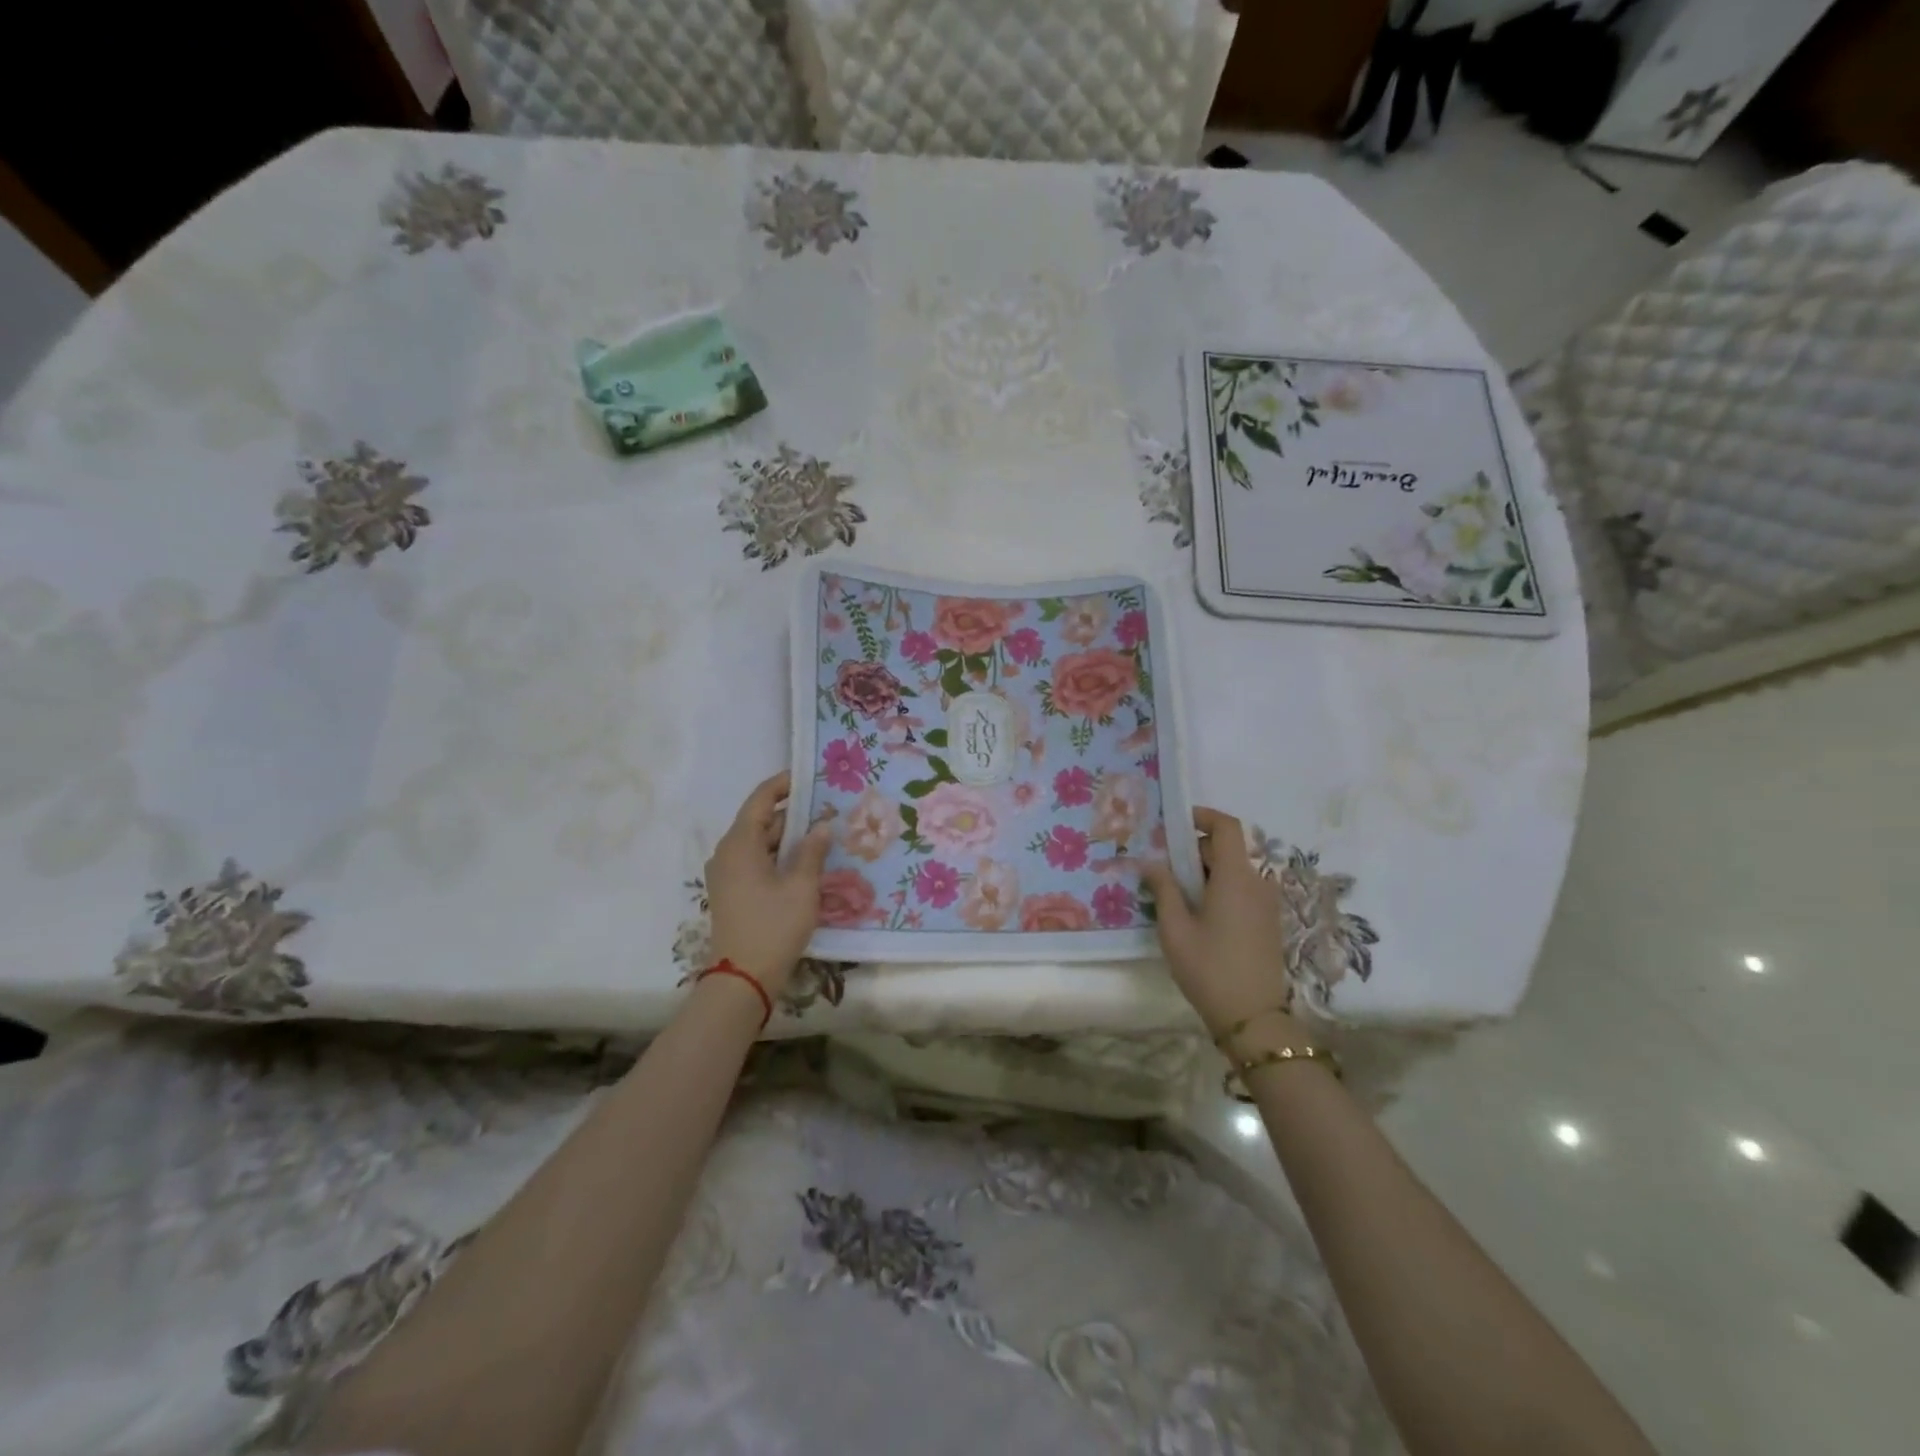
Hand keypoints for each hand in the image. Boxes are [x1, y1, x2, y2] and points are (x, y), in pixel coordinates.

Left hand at [705, 771, 832, 996]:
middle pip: (761, 821)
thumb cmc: (773, 926)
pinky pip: (756, 861)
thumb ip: (812, 851)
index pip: (761, 799)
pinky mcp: (732, 892)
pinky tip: (805, 862)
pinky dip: (779, 856)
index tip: (810, 776)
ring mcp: (727, 874)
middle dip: (793, 814)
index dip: (784, 784)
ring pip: (760, 843)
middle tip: (828, 809)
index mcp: (739, 844)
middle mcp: (727, 853)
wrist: (743, 978)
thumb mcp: (801, 887)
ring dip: (788, 838)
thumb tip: (822, 826)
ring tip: (823, 834)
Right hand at [1140, 806, 1301, 1040]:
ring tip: (1173, 894)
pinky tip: (1195, 914)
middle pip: (1226, 849)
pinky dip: (1218, 889)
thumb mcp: (1175, 928)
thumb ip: (1163, 888)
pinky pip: (1241, 890)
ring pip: (1233, 871)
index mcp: (1236, 877)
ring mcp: (1266, 903)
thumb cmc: (1209, 968)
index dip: (1203, 816)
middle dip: (1193, 851)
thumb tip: (1150, 862)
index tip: (1175, 823)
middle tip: (1161, 867)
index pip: (1227, 826)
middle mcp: (1257, 882)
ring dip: (1204, 873)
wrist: (1253, 1018)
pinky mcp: (1267, 922)